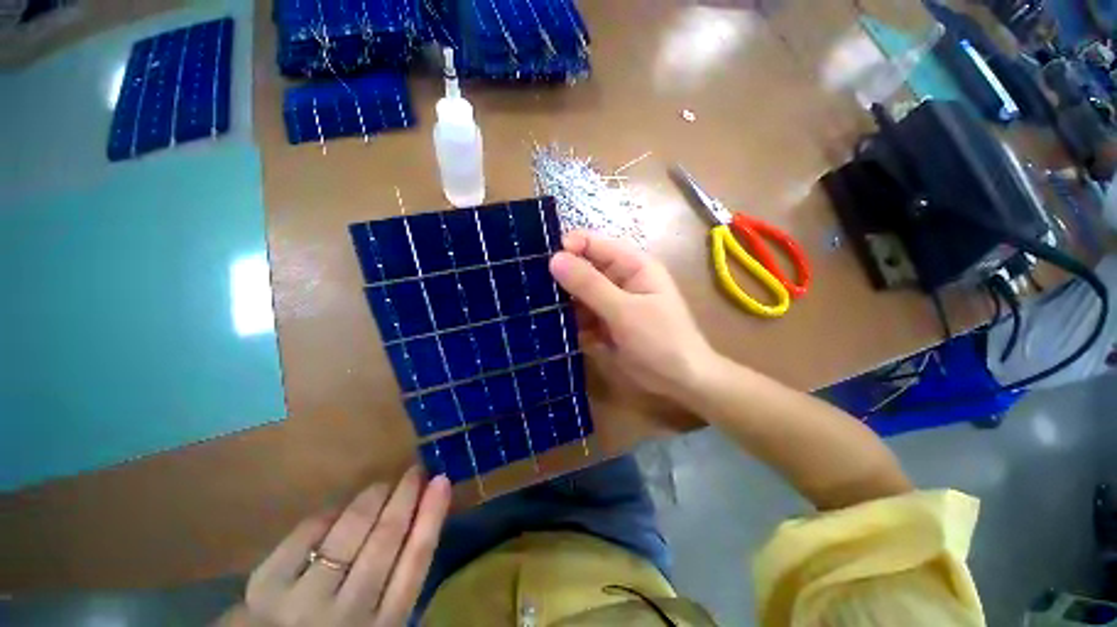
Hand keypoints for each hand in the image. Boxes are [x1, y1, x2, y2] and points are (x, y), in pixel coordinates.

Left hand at [240, 467, 450, 626]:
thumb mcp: (377, 624)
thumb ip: (395, 586)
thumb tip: (420, 520)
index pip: (416, 562)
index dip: (431, 516)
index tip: (443, 481)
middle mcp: (348, 615)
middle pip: (386, 541)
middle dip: (405, 497)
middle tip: (417, 470)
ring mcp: (303, 602)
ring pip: (349, 534)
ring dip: (371, 500)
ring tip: (382, 486)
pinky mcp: (267, 588)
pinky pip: (307, 535)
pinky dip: (327, 515)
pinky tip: (339, 509)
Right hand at [549, 231, 716, 401]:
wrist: (679, 382)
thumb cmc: (660, 341)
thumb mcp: (624, 311)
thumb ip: (590, 285)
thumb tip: (555, 259)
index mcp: (632, 265)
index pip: (594, 244)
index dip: (568, 248)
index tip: (541, 263)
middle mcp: (619, 278)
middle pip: (582, 268)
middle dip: (560, 277)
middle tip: (530, 288)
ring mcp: (609, 302)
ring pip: (577, 293)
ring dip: (561, 301)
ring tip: (535, 308)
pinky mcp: (603, 322)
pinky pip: (579, 314)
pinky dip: (567, 320)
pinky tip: (550, 327)